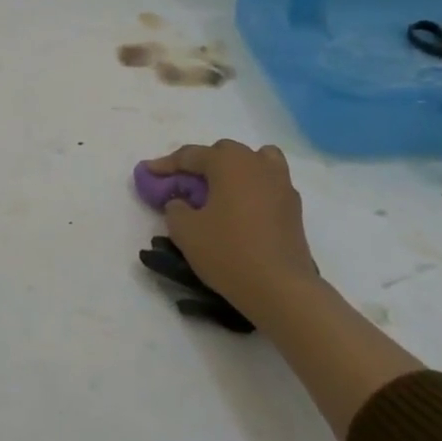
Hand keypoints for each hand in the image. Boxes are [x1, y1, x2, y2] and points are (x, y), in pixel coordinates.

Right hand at [143, 140, 322, 317]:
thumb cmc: (228, 252)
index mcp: (229, 163)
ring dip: (234, 168)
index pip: (191, 155)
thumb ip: (175, 208)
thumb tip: (182, 202)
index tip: (148, 172)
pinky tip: (241, 209)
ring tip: (220, 188)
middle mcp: (257, 164)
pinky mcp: (294, 206)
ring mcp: (281, 183)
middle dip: (201, 163)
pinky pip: (268, 182)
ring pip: (255, 160)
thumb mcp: (185, 231)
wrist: (280, 288)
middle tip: (184, 184)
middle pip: (224, 152)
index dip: (166, 164)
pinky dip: (252, 187)